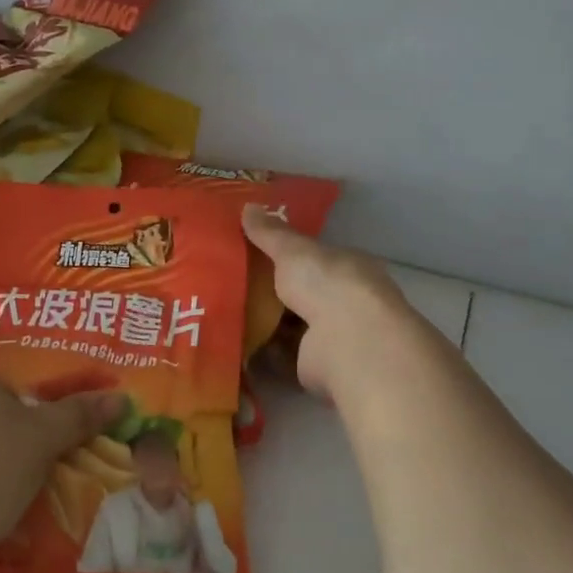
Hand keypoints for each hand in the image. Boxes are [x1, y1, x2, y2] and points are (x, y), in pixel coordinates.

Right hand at [242, 205, 414, 403]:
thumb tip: (247, 206)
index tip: (252, 251)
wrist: (349, 342)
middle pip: (301, 293)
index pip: (315, 258)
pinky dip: (261, 352)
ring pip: (291, 325)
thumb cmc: (328, 283)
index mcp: (347, 268)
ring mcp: (333, 336)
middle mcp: (345, 301)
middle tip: (230, 281)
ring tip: (224, 312)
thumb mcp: (293, 249)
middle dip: (270, 290)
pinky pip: (282, 356)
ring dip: (264, 322)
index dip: (286, 255)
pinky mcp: (316, 366)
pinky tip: (234, 342)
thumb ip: (270, 233)